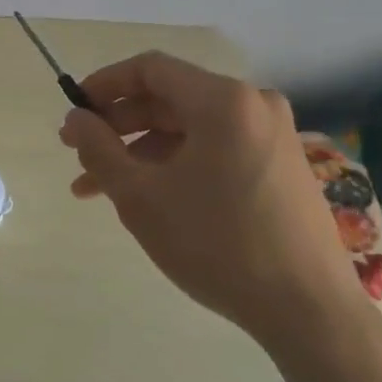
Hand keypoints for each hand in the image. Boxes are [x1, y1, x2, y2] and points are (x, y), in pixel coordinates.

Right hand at [59, 51, 364, 352]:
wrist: (308, 311)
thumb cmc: (217, 244)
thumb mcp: (140, 196)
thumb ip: (98, 149)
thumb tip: (75, 119)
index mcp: (223, 100)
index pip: (149, 69)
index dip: (103, 85)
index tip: (73, 114)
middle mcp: (253, 105)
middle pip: (169, 99)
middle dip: (117, 126)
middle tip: (78, 155)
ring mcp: (272, 136)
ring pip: (189, 129)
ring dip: (141, 152)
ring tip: (100, 189)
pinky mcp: (280, 166)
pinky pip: (214, 149)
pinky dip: (175, 165)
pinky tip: (147, 198)